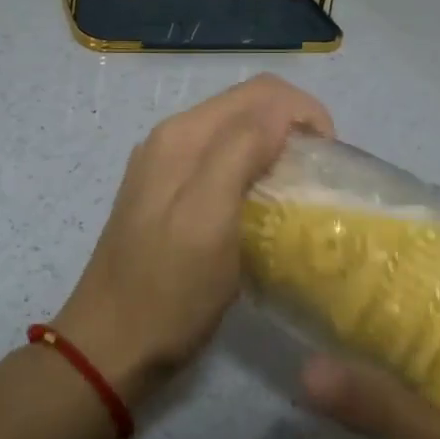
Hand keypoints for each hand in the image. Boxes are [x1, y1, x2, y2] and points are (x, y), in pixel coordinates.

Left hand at [54, 74, 333, 404]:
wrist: (110, 346)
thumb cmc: (168, 291)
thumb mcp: (209, 220)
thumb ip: (239, 152)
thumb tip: (282, 112)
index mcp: (184, 135)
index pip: (262, 93)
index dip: (305, 114)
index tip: (329, 160)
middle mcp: (173, 137)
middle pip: (249, 106)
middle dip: (293, 127)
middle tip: (318, 176)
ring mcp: (166, 165)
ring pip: (237, 131)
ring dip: (275, 147)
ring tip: (297, 191)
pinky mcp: (167, 192)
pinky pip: (222, 159)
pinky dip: (253, 167)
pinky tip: (262, 205)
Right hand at [300, 266, 439, 438]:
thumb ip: (374, 404)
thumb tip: (302, 370)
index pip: (393, 265)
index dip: (345, 286)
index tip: (305, 310)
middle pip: (413, 303)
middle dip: (374, 345)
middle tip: (336, 383)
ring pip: (439, 338)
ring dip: (407, 378)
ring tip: (378, 423)